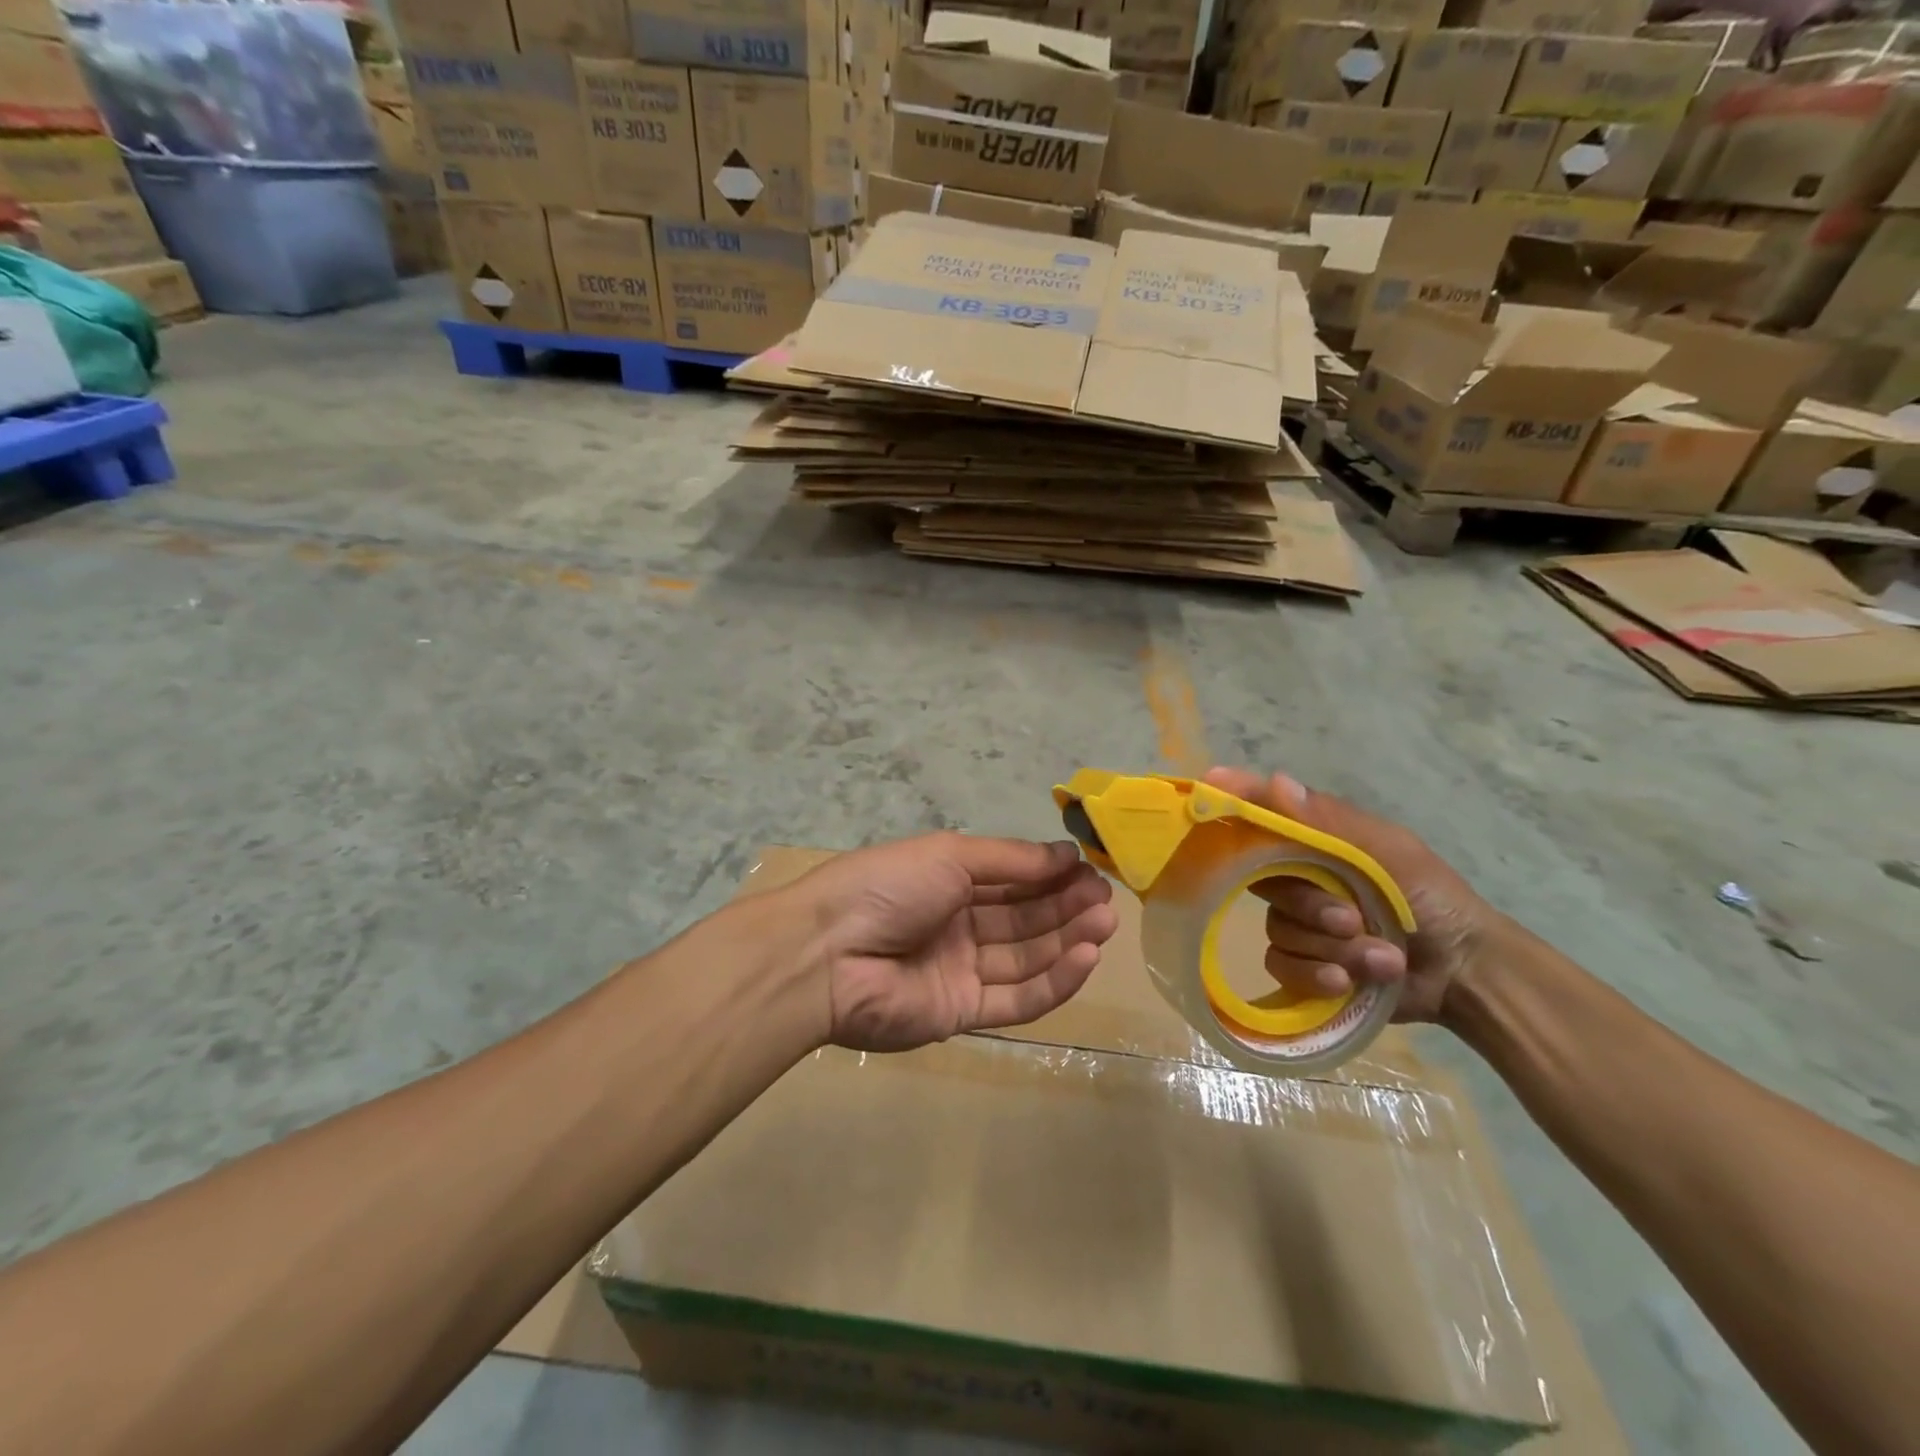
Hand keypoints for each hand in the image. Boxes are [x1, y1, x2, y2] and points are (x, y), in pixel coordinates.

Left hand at [788, 833, 1117, 1052]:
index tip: (1090, 872)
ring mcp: (961, 971)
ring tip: (1106, 924)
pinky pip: (1016, 999)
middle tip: (1107, 900)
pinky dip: (1054, 980)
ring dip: (1068, 941)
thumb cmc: (889, 887)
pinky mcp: (962, 1014)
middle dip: (1066, 907)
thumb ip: (1011, 859)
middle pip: (1024, 918)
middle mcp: (958, 925)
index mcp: (949, 882)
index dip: (1051, 876)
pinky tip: (1085, 958)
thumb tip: (1066, 855)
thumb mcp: (950, 855)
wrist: (828, 954)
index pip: (1012, 879)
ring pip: (1026, 957)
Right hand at [1202, 768, 1502, 1023]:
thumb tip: (1274, 780)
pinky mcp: (1303, 967)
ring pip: (1277, 930)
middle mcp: (1299, 879)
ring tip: (1379, 957)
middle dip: (1310, 906)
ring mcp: (1300, 925)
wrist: (1466, 972)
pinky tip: (1350, 983)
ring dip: (1330, 948)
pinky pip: (1281, 966)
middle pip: (1263, 883)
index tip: (1210, 786)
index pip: (1263, 819)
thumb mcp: (1387, 852)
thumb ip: (1329, 822)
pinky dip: (1318, 976)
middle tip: (1352, 919)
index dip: (1235, 804)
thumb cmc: (1431, 898)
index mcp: (1317, 845)